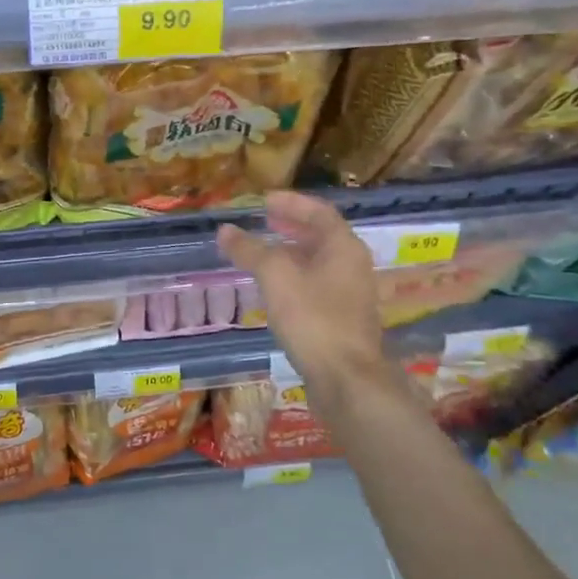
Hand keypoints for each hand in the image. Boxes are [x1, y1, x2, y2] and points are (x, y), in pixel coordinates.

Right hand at [218, 192, 390, 419]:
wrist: (346, 378)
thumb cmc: (313, 317)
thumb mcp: (275, 276)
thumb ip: (249, 250)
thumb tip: (225, 230)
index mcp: (343, 247)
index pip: (319, 212)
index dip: (292, 203)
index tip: (265, 200)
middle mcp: (352, 266)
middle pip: (321, 236)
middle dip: (292, 226)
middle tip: (264, 220)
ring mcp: (350, 294)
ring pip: (319, 262)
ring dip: (291, 252)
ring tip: (262, 252)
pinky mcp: (342, 319)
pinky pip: (317, 285)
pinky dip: (295, 276)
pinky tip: (273, 288)